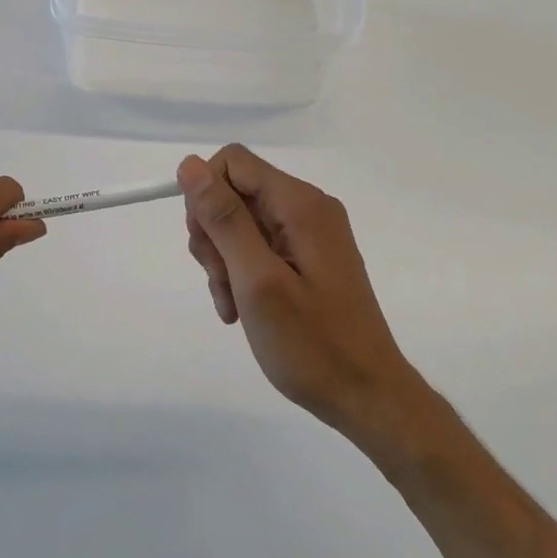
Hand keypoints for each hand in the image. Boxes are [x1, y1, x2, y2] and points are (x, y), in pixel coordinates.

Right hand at [178, 146, 434, 451]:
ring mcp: (311, 234)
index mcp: (301, 204)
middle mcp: (308, 208)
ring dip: (224, 261)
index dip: (205, 195)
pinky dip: (242, 273)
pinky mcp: (309, 258)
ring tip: (233, 305)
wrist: (366, 395)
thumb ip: (224, 219)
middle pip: (235, 193)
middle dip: (214, 234)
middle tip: (221, 281)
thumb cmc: (312, 343)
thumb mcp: (257, 280)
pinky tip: (242, 309)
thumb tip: (190, 165)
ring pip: (242, 223)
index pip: (233, 162)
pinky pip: (260, 248)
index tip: (205, 245)